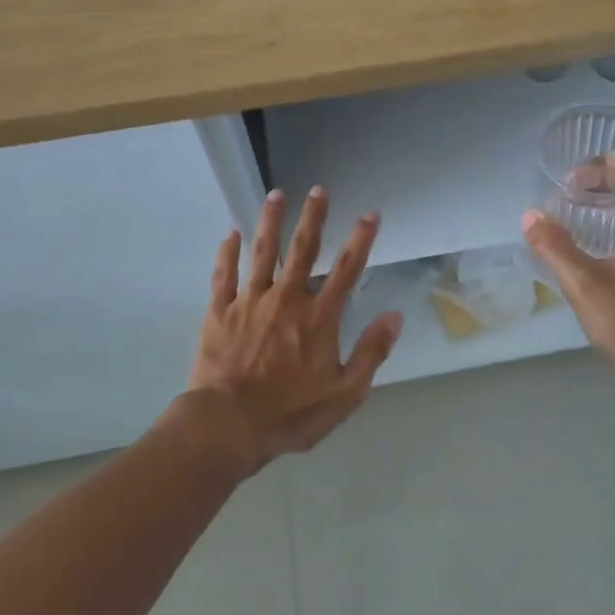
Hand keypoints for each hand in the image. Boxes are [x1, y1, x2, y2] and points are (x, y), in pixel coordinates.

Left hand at [175, 187, 402, 474]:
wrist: (228, 425)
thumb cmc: (290, 414)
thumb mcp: (345, 393)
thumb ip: (371, 352)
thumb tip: (394, 315)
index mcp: (318, 318)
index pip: (346, 270)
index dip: (360, 239)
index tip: (370, 213)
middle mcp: (286, 300)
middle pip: (302, 250)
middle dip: (312, 218)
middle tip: (318, 190)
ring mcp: (250, 302)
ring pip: (262, 253)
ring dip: (270, 222)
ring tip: (275, 195)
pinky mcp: (219, 312)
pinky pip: (224, 275)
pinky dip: (226, 253)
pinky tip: (229, 233)